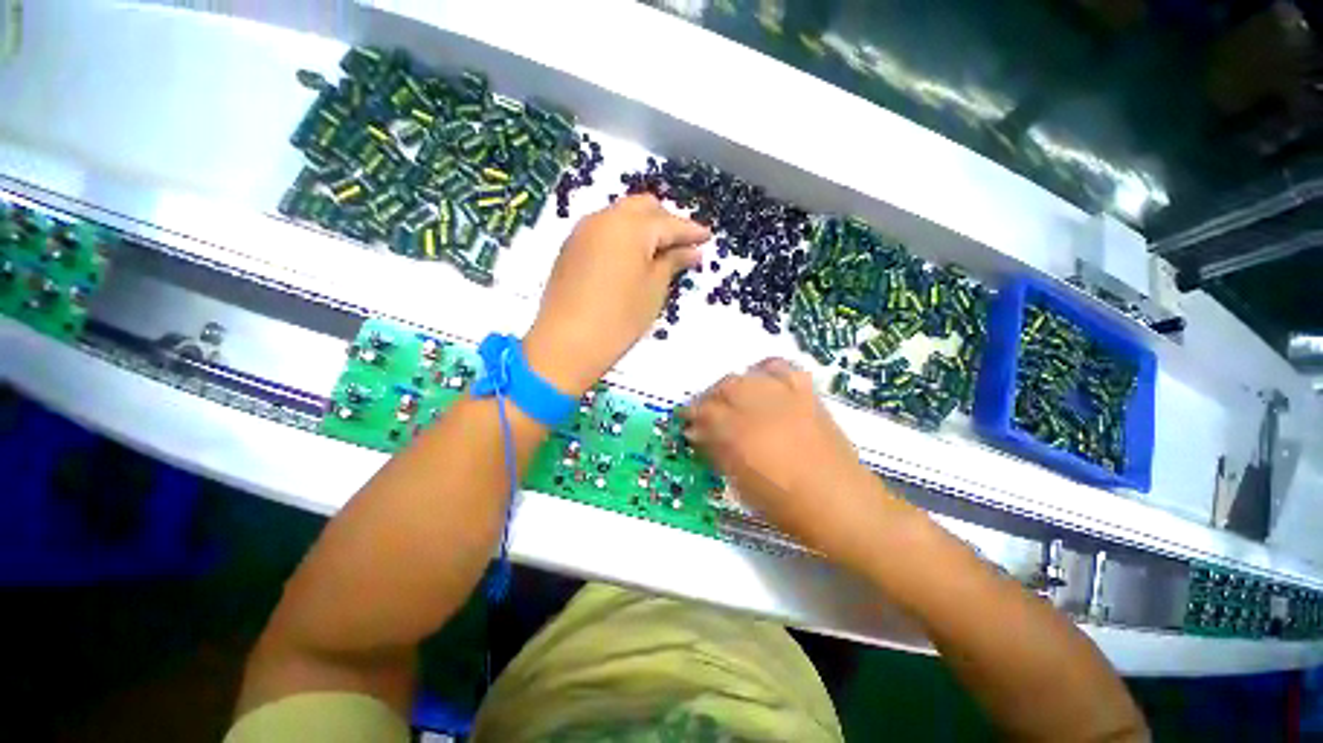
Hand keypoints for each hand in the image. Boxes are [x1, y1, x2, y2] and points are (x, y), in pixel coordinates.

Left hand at [523, 195, 709, 395]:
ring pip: (621, 216)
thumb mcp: (654, 290)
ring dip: (643, 228)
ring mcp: (583, 231)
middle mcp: (604, 218)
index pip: (669, 222)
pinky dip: (623, 237)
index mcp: (631, 226)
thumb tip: (692, 251)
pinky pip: (604, 230)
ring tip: (658, 253)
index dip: (691, 231)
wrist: (567, 343)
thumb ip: (673, 262)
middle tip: (681, 245)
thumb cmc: (620, 318)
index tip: (708, 237)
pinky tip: (631, 258)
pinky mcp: (570, 247)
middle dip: (666, 221)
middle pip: (643, 208)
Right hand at [682, 359, 908, 564]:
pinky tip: (761, 380)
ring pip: (748, 376)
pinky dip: (767, 370)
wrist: (844, 506)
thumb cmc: (788, 508)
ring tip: (730, 399)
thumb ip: (719, 454)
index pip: (706, 412)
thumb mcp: (743, 486)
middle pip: (725, 387)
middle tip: (705, 414)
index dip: (692, 416)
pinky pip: (783, 369)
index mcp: (741, 435)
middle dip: (709, 398)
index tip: (687, 424)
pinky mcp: (807, 396)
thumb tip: (699, 434)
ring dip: (732, 385)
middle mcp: (761, 409)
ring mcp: (787, 398)